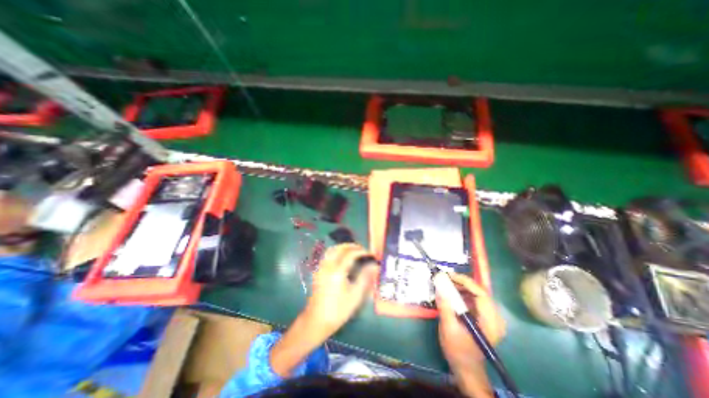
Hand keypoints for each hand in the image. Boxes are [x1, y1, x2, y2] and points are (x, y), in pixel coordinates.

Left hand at [305, 242, 381, 338]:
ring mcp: (321, 267)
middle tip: (362, 250)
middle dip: (352, 246)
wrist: (316, 321)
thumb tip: (374, 265)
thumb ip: (365, 277)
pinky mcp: (318, 271)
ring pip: (332, 249)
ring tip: (353, 251)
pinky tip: (341, 257)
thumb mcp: (355, 296)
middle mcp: (328, 266)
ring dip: (343, 247)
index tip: (370, 254)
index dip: (361, 251)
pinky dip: (335, 251)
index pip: (350, 254)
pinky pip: (327, 255)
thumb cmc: (338, 310)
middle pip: (339, 248)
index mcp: (337, 271)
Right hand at [435, 274, 506, 397]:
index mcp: (490, 323)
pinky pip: (475, 299)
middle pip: (480, 291)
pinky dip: (463, 293)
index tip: (449, 276)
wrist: (467, 370)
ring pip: (477, 294)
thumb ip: (445, 307)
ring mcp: (491, 318)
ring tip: (446, 283)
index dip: (465, 281)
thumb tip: (439, 286)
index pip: (481, 294)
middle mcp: (495, 318)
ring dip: (462, 287)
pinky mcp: (485, 318)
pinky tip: (452, 293)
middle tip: (446, 278)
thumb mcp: (449, 329)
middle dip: (462, 282)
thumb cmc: (458, 351)